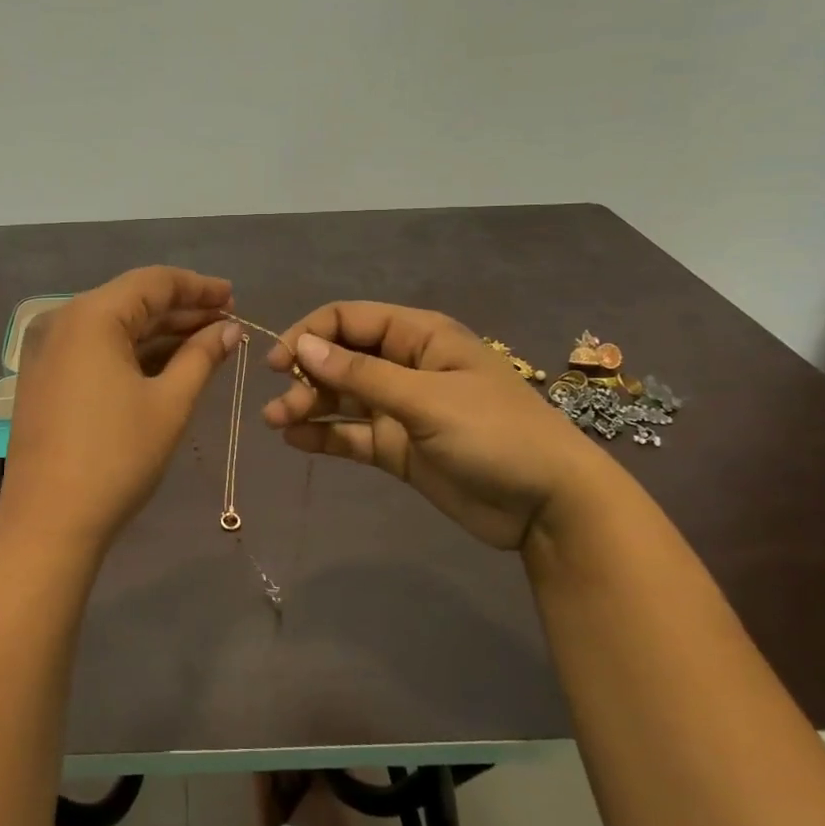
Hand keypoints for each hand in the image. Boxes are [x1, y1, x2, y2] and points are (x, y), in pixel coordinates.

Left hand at [0, 266, 239, 549]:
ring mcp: (48, 350)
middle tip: (227, 323)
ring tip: (207, 342)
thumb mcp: (169, 403)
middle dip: (182, 310)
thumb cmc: (116, 457)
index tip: (234, 298)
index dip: (198, 287)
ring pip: (114, 327)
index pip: (154, 282)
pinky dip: (132, 352)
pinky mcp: (45, 377)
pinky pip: (96, 349)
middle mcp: (63, 321)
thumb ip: (202, 357)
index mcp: (91, 316)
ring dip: (160, 333)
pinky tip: (167, 363)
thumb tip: (229, 331)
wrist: (48, 521)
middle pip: (132, 301)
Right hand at [261, 301, 620, 549]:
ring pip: (341, 396)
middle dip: (306, 376)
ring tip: (276, 423)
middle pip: (340, 358)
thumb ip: (362, 374)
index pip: (350, 319)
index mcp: (419, 337)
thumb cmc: (495, 434)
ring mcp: (400, 408)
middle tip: (279, 404)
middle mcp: (405, 365)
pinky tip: (295, 441)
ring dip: (307, 405)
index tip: (280, 361)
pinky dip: (323, 435)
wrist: (548, 506)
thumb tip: (303, 346)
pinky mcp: (397, 447)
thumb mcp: (427, 399)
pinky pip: (351, 433)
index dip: (310, 334)